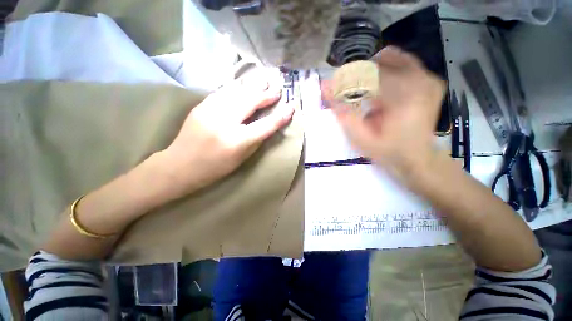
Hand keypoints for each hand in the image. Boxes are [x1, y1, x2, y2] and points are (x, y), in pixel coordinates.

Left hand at [160, 69, 293, 197]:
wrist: (180, 165)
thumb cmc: (215, 168)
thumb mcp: (241, 159)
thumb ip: (256, 140)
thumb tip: (267, 125)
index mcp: (237, 141)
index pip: (265, 126)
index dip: (280, 117)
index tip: (291, 107)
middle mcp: (224, 123)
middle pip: (250, 103)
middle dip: (266, 95)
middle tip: (277, 90)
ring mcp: (210, 111)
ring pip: (236, 93)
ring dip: (252, 87)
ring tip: (264, 81)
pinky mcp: (201, 106)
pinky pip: (223, 93)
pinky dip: (236, 88)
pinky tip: (244, 85)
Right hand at [325, 46, 445, 181]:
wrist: (416, 158)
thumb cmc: (387, 151)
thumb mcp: (359, 137)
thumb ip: (342, 112)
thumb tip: (325, 87)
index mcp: (404, 95)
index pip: (368, 72)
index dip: (347, 79)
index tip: (335, 88)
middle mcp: (421, 79)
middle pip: (379, 61)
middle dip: (359, 76)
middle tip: (350, 95)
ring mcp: (428, 77)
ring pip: (391, 58)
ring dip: (372, 74)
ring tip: (366, 94)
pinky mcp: (430, 80)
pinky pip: (402, 64)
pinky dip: (386, 74)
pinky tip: (380, 92)